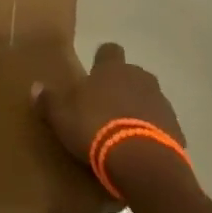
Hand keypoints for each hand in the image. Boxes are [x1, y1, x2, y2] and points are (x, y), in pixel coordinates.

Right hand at [33, 42, 185, 189]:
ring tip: (121, 133)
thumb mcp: (62, 117)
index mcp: (112, 69)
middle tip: (104, 108)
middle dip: (120, 87)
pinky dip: (151, 132)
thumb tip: (35, 86)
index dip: (102, 60)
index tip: (93, 75)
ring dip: (137, 110)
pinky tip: (138, 150)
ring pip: (147, 99)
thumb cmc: (97, 129)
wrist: (142, 161)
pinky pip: (160, 125)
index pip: (109, 51)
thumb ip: (49, 101)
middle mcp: (140, 78)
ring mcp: (161, 102)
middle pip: (131, 75)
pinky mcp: (176, 129)